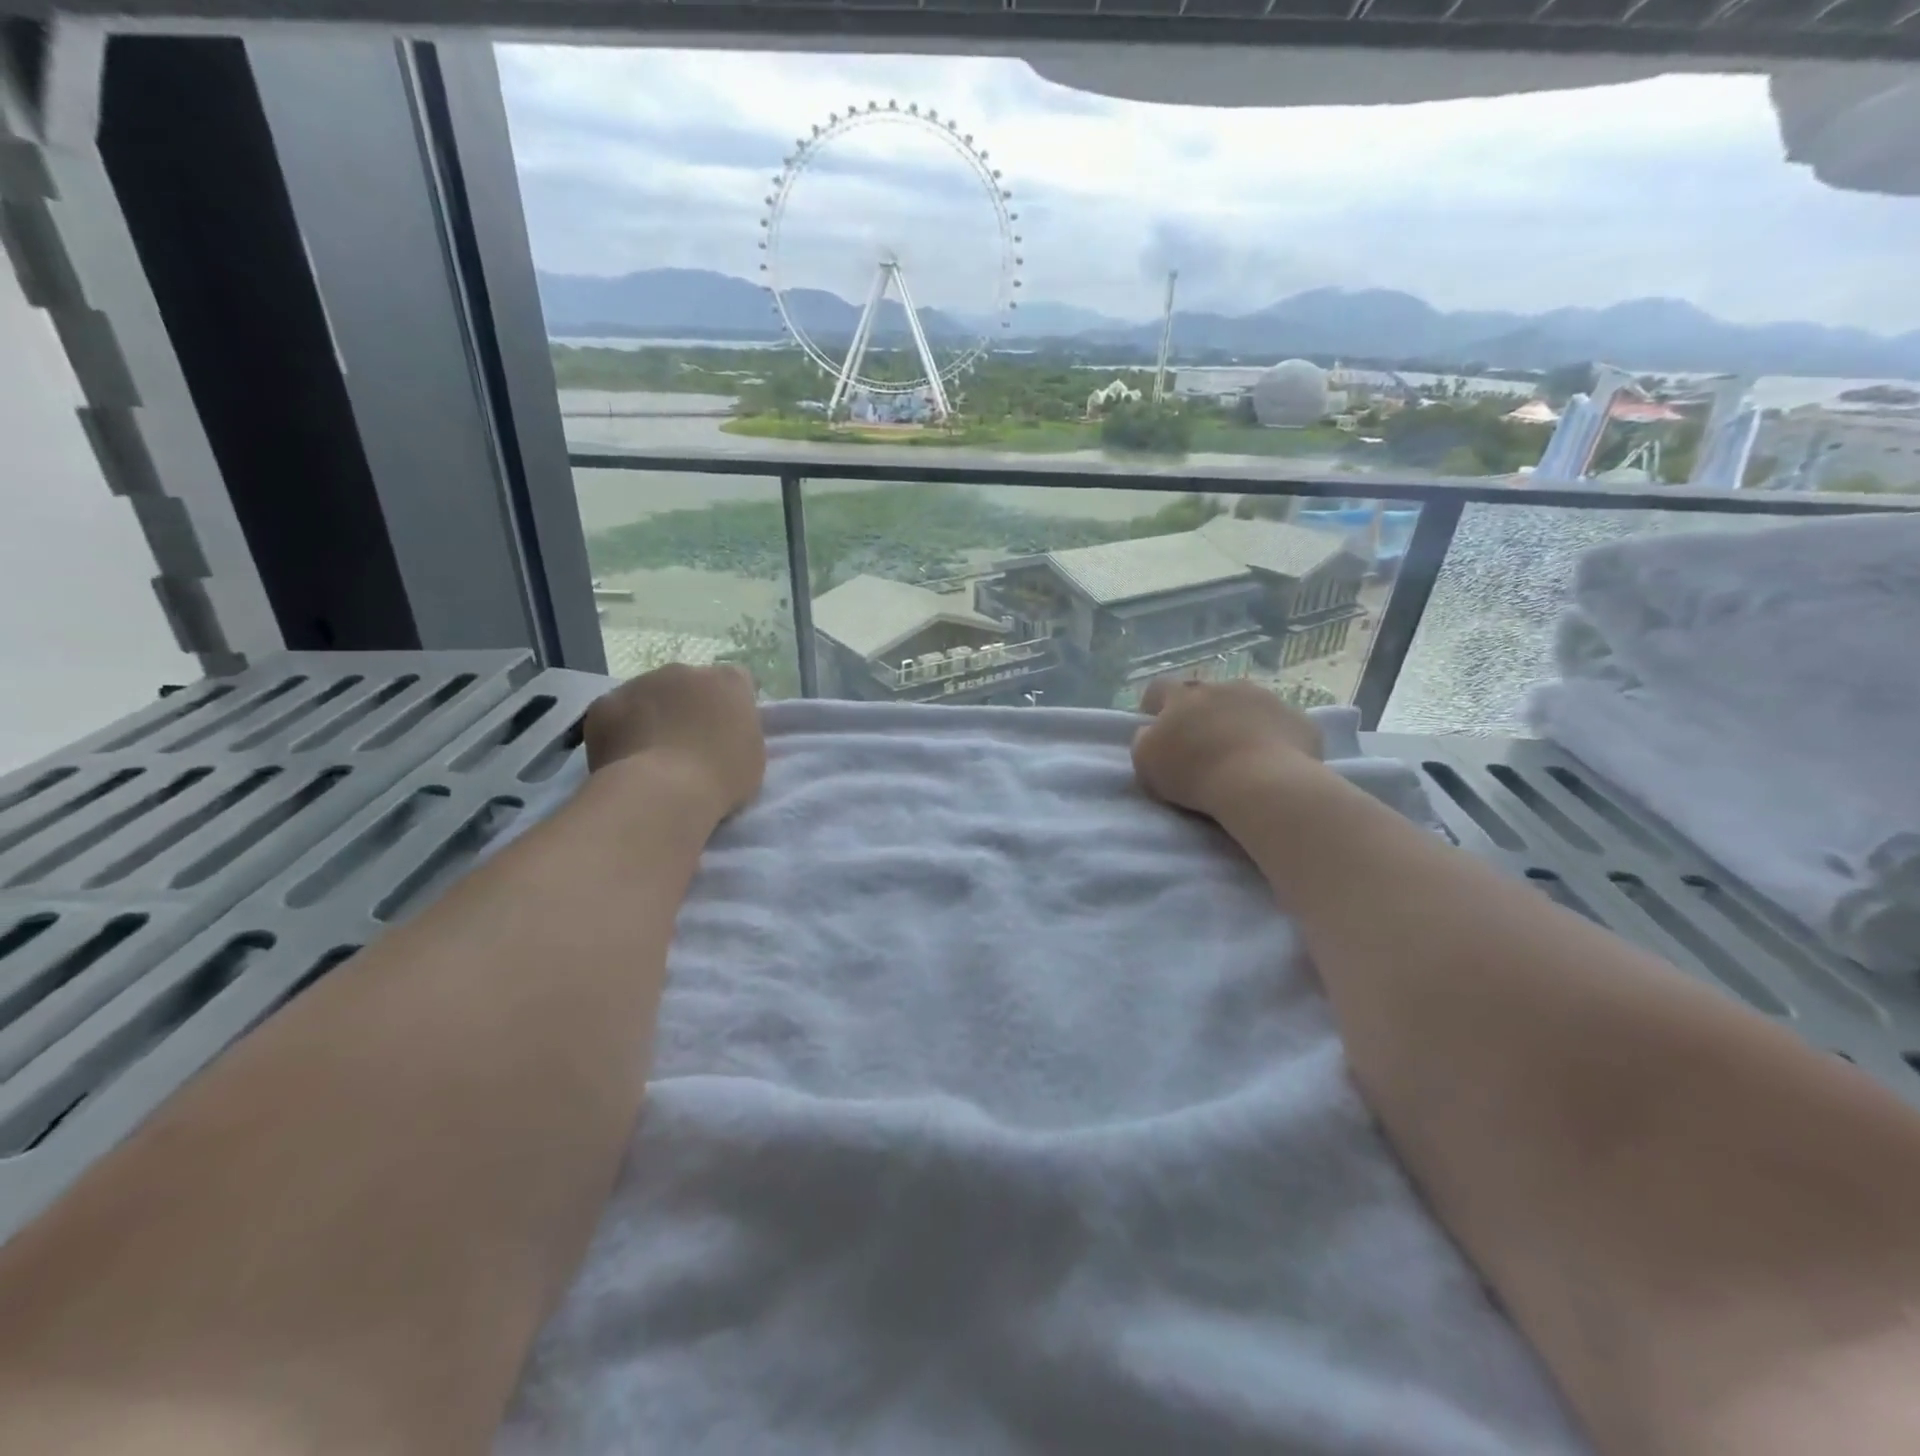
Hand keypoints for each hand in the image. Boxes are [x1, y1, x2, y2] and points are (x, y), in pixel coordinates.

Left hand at [583, 664, 765, 817]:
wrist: (661, 792)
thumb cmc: (720, 778)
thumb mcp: (753, 755)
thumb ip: (741, 731)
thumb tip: (725, 729)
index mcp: (728, 682)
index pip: (736, 682)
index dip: (731, 706)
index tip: (727, 732)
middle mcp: (684, 671)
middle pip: (689, 684)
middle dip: (688, 707)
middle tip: (688, 745)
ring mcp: (640, 683)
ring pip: (649, 695)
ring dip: (652, 716)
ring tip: (652, 756)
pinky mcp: (605, 703)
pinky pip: (616, 713)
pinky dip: (620, 730)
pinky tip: (624, 759)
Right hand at [1131, 678, 1325, 819]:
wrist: (1263, 784)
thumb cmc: (1195, 773)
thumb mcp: (1146, 762)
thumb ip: (1143, 740)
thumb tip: (1149, 732)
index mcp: (1184, 695)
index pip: (1160, 687)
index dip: (1154, 705)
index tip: (1156, 726)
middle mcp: (1224, 687)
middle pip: (1206, 693)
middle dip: (1201, 712)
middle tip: (1201, 743)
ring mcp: (1266, 698)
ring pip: (1246, 703)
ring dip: (1238, 720)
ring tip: (1239, 753)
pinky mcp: (1298, 718)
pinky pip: (1279, 723)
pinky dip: (1272, 736)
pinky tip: (1271, 762)